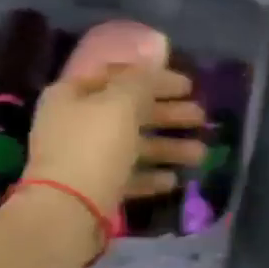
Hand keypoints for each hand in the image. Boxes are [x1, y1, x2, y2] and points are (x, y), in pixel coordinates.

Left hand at [24, 65, 205, 212]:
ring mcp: (83, 159)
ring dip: (167, 148)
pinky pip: (127, 177)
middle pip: (128, 112)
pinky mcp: (94, 190)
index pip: (118, 76)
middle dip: (168, 114)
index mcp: (73, 95)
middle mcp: (75, 123)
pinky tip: (173, 180)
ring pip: (132, 147)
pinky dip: (150, 176)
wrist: (67, 213)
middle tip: (201, 118)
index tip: (188, 86)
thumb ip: (142, 80)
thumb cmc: (94, 149)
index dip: (155, 77)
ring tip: (200, 155)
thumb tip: (155, 53)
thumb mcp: (121, 105)